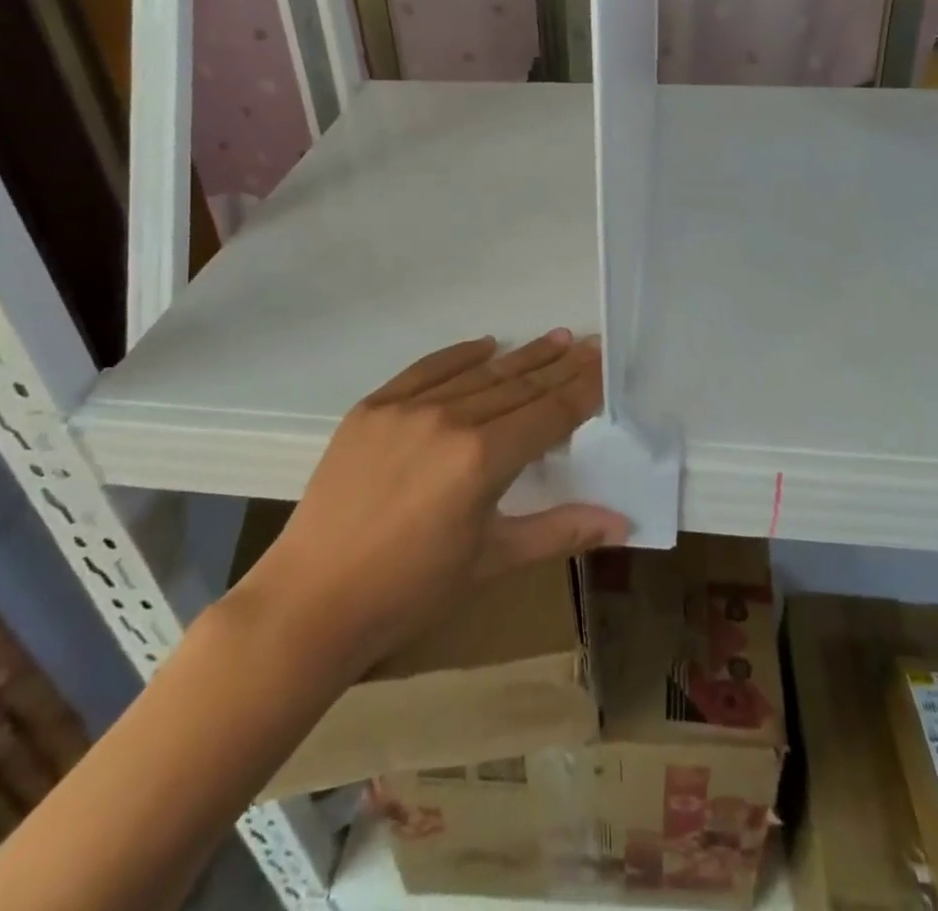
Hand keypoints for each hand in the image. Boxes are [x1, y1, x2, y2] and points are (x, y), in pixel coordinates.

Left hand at [233, 331, 628, 677]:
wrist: (313, 600)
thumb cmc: (412, 590)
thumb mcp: (492, 560)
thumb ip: (560, 530)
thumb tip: (624, 523)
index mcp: (482, 458)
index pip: (547, 412)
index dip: (581, 389)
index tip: (604, 365)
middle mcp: (449, 418)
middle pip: (517, 385)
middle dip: (559, 365)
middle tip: (589, 343)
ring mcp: (407, 408)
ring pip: (477, 374)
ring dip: (519, 356)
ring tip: (553, 338)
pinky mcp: (373, 407)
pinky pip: (426, 369)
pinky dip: (459, 355)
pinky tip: (486, 344)